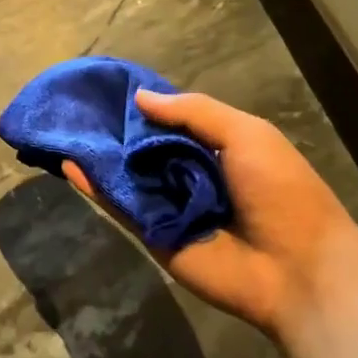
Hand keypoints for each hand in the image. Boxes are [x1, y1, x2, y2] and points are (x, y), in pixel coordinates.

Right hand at [63, 88, 357, 341]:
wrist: (297, 270)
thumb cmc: (281, 192)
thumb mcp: (246, 135)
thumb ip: (194, 112)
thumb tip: (140, 98)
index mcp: (215, 149)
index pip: (170, 121)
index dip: (142, 106)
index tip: (105, 87)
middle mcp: (187, 175)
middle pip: (142, 148)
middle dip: (112, 130)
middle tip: (73, 107)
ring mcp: (168, 206)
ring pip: (125, 176)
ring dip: (97, 156)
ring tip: (60, 129)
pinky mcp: (151, 234)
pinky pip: (120, 207)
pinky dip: (94, 188)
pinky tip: (69, 165)